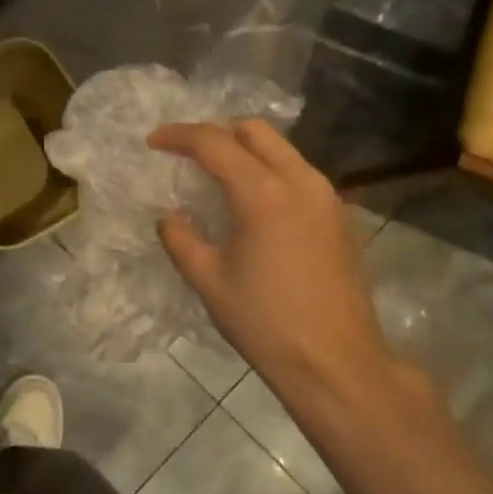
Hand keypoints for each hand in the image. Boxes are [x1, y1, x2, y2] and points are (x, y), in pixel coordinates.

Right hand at [149, 119, 427, 427]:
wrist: (336, 363)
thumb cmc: (265, 322)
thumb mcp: (208, 280)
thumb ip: (180, 238)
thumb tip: (169, 216)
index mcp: (263, 193)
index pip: (214, 142)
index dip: (178, 136)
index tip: (153, 142)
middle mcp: (300, 182)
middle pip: (255, 131)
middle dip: (216, 132)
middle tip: (187, 154)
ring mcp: (326, 197)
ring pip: (282, 149)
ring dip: (246, 150)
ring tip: (216, 174)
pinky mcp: (339, 216)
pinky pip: (299, 173)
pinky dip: (269, 171)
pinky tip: (252, 202)